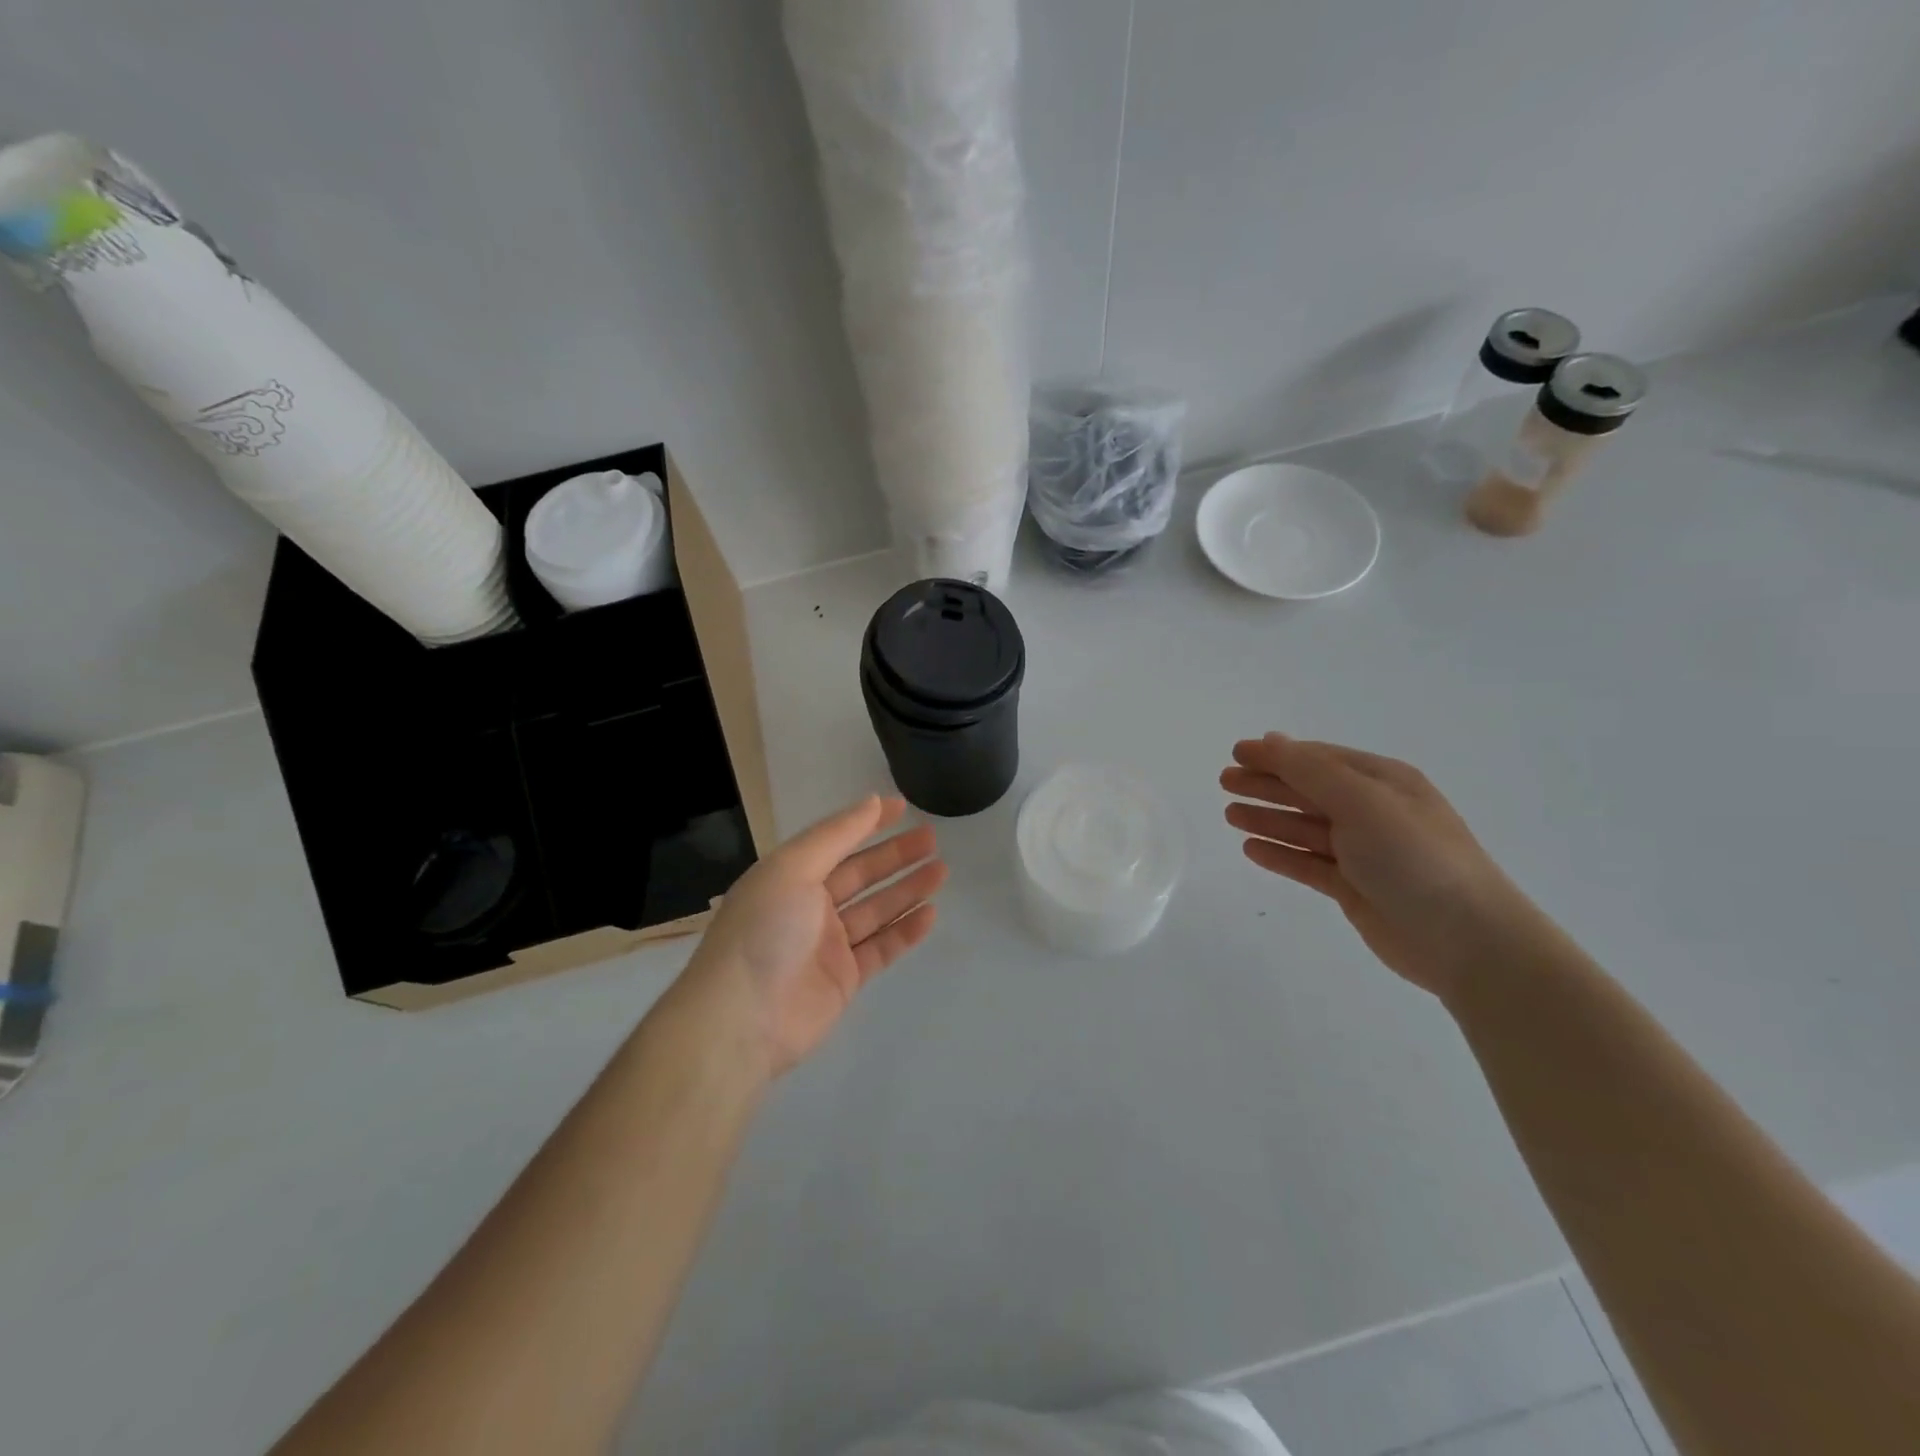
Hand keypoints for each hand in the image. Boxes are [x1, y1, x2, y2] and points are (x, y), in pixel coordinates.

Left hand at [673, 795, 946, 1076]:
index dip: (867, 823)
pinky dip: (905, 931)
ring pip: (876, 910)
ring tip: (941, 870)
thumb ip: (836, 834)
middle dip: (895, 855)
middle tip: (932, 838)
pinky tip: (930, 913)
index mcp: (789, 876)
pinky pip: (881, 948)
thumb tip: (872, 801)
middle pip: (860, 874)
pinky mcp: (844, 979)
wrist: (742, 1019)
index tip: (902, 807)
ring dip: (907, 889)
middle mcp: (808, 906)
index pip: (835, 841)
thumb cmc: (765, 930)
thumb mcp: (793, 868)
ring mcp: (827, 945)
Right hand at [1221, 734, 1532, 997]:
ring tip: (1229, 815)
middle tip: (1224, 782)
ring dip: (1268, 818)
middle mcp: (1373, 812)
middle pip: (1308, 791)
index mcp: (1383, 782)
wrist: (1466, 939)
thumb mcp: (1361, 801)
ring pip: (1304, 828)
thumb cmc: (1414, 857)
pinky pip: (1308, 864)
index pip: (1319, 760)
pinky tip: (1251, 849)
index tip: (1236, 753)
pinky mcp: (1355, 889)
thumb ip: (1310, 771)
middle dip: (1266, 784)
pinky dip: (1281, 854)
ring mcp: (1364, 852)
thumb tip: (1271, 740)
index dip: (1277, 755)